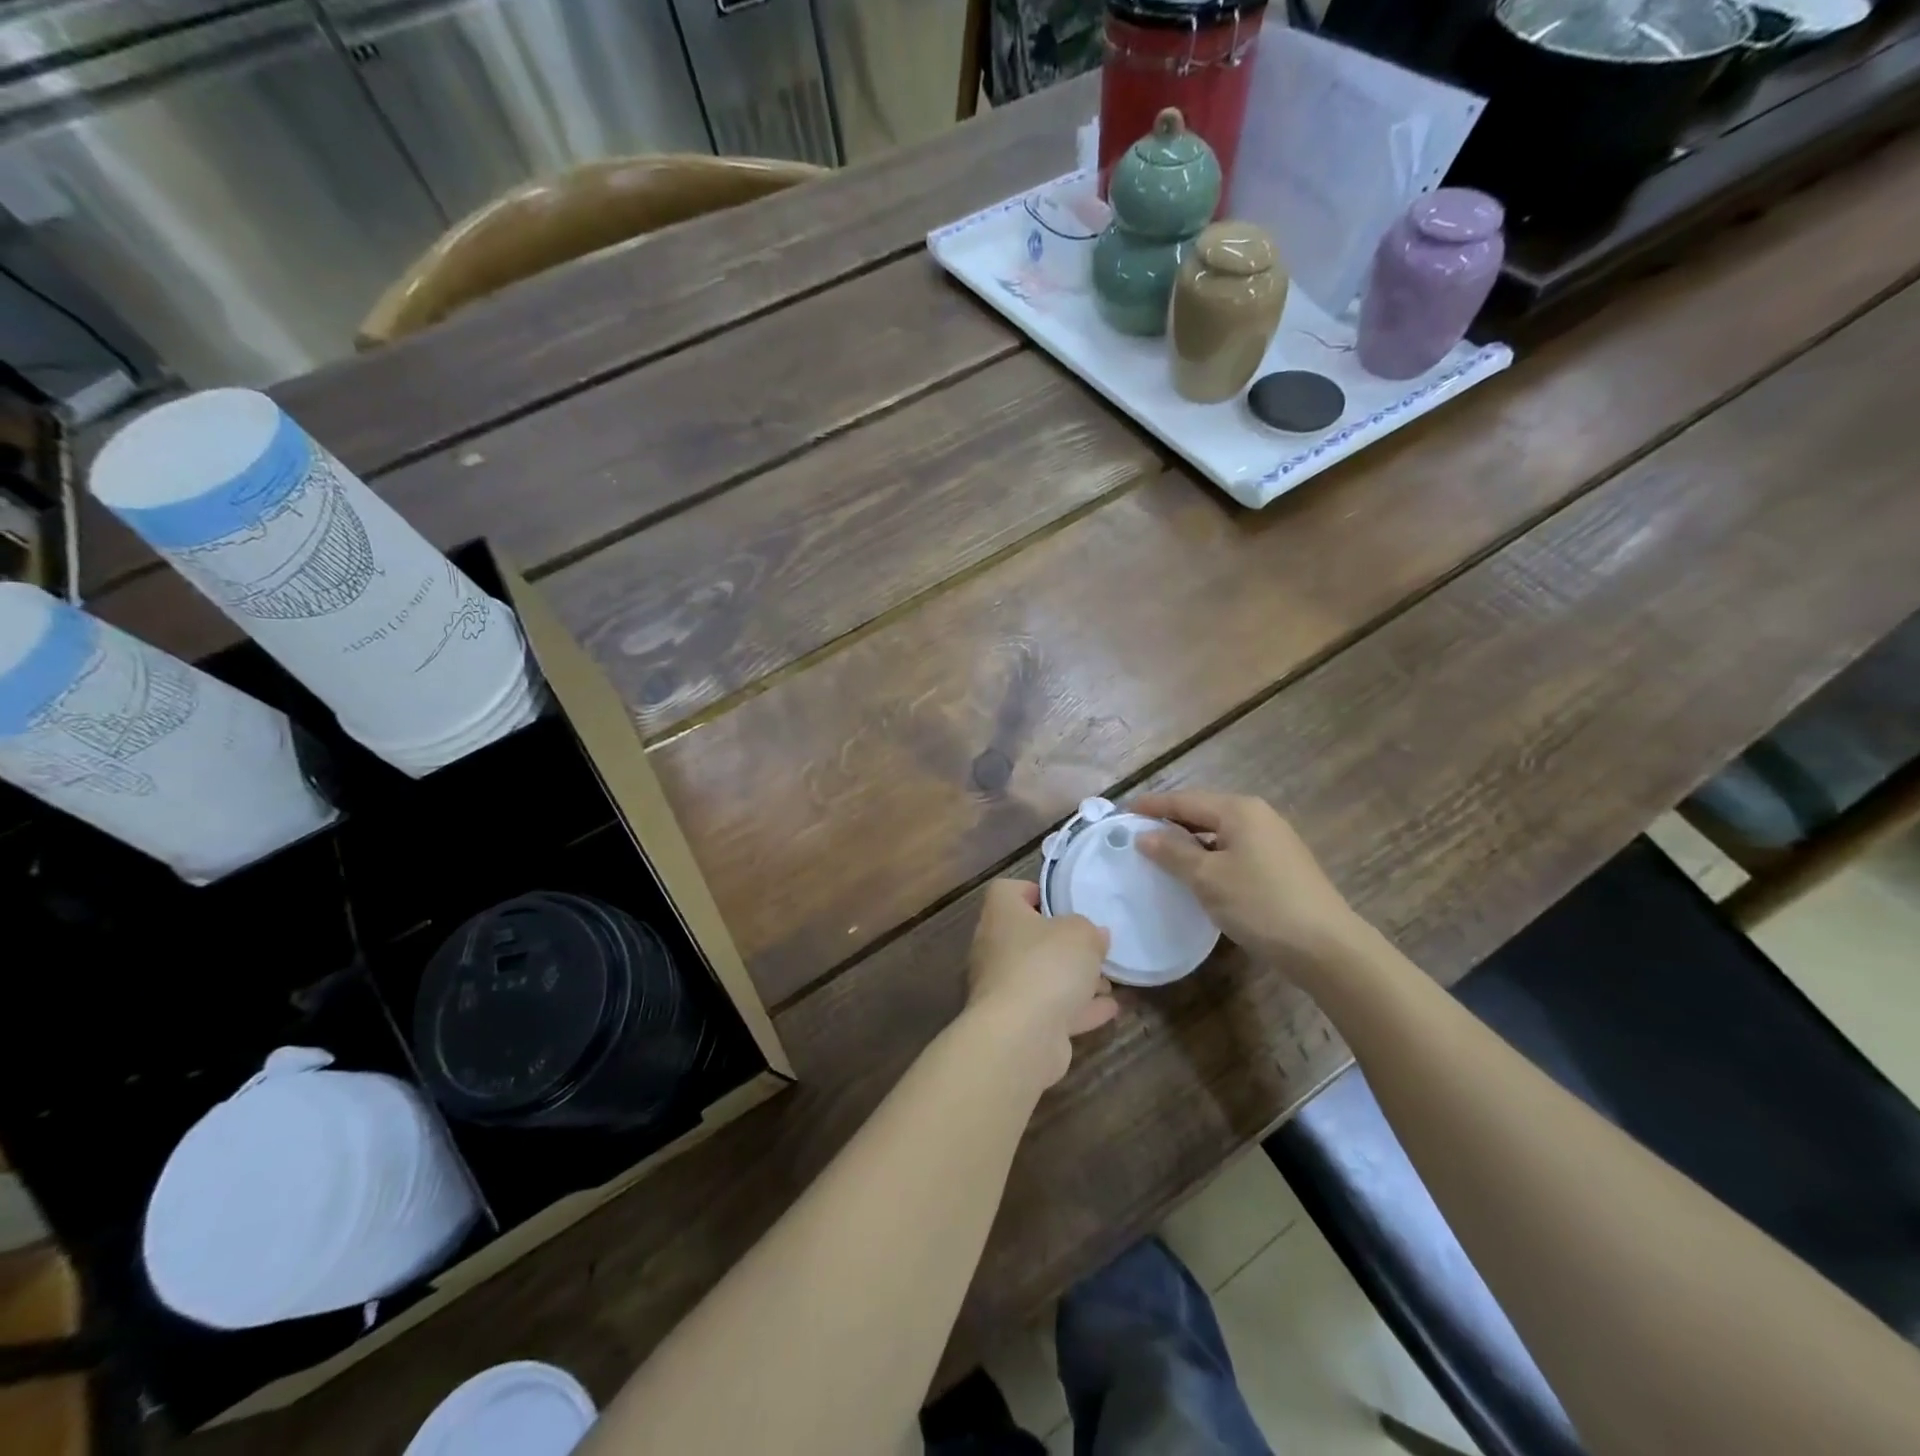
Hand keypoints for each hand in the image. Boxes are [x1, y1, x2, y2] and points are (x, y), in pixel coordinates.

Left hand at [965, 879, 1116, 1086]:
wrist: (1020, 1036)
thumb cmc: (1046, 965)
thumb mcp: (1081, 934)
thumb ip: (1090, 930)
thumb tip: (1095, 935)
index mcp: (1001, 915)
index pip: (1006, 891)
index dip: (1032, 891)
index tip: (1060, 902)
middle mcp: (994, 949)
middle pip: (1027, 937)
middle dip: (1062, 944)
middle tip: (1092, 946)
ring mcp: (1003, 989)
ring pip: (1040, 976)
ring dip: (1073, 980)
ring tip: (1108, 981)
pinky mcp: (1016, 1024)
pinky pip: (1050, 1009)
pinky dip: (1077, 1009)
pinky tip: (1109, 1008)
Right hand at [1132, 792, 1365, 969]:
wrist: (1325, 947)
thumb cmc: (1260, 904)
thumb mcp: (1207, 877)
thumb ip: (1172, 853)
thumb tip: (1143, 836)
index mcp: (1239, 810)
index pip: (1185, 800)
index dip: (1152, 806)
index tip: (1122, 811)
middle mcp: (1257, 816)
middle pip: (1203, 811)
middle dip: (1169, 821)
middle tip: (1136, 832)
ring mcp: (1273, 840)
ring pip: (1219, 832)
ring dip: (1189, 840)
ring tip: (1159, 853)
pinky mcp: (1280, 864)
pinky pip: (1233, 849)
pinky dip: (1209, 855)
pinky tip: (1196, 873)